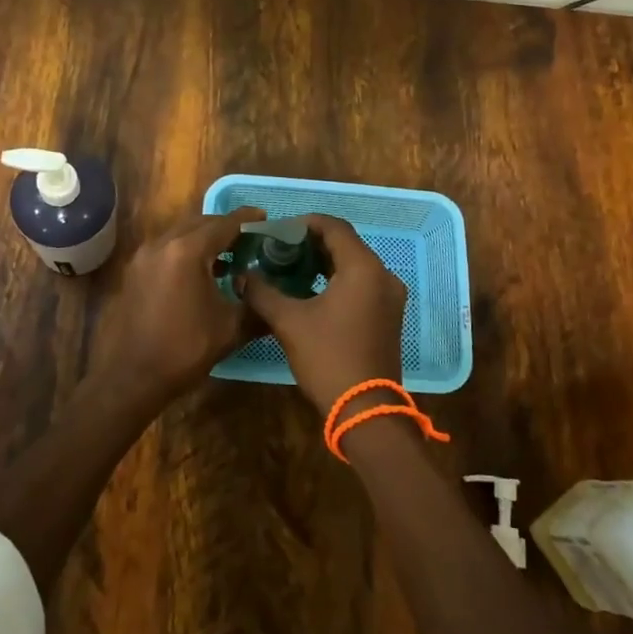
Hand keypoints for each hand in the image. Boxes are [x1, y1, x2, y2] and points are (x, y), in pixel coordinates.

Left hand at [92, 208, 265, 407]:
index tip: (265, 216)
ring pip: (180, 233)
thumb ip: (255, 305)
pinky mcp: (134, 272)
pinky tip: (199, 273)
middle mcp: (162, 244)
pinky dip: (185, 250)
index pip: (223, 224)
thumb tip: (271, 296)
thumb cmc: (183, 351)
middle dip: (225, 227)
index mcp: (187, 251)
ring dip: (203, 238)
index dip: (247, 219)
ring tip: (227, 255)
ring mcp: (143, 257)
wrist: (129, 379)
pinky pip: (165, 249)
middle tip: (249, 239)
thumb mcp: (229, 329)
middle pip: (200, 223)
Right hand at [239, 215, 404, 415]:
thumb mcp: (289, 322)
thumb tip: (242, 276)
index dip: (305, 223)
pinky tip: (312, 291)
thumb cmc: (328, 357)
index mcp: (363, 268)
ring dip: (325, 262)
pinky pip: (363, 283)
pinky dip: (339, 279)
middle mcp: (383, 275)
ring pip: (355, 264)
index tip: (278, 231)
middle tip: (280, 249)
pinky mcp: (389, 315)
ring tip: (292, 268)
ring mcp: (390, 297)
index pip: (334, 227)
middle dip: (313, 243)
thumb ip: (263, 292)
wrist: (365, 410)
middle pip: (346, 244)